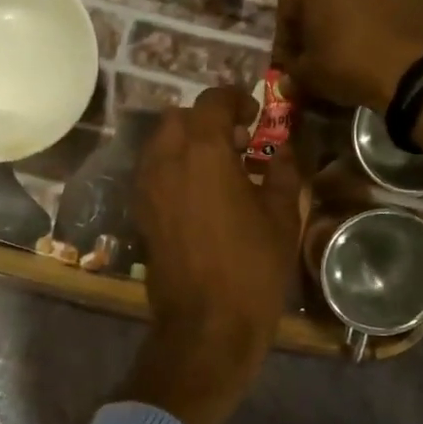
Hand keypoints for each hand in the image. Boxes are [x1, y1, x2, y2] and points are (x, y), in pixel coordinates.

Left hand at [127, 86, 302, 423]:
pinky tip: (200, 193)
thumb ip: (282, 172)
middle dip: (207, 120)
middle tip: (237, 143)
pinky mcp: (140, 212)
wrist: (207, 324)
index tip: (254, 116)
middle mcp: (167, 160)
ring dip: (187, 142)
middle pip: (179, 118)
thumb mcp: (281, 217)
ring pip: (161, 143)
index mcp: (203, 152)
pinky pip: (153, 171)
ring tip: (218, 168)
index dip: (235, 99)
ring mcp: (147, 187)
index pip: (212, 101)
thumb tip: (282, 151)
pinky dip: (174, 167)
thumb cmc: (252, 268)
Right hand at [275, 0, 422, 111]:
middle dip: (325, 12)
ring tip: (362, 42)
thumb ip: (295, 68)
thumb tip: (294, 76)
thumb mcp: (308, 74)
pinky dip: (391, 10)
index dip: (289, 37)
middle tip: (326, 48)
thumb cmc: (351, 60)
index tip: (293, 62)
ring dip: (360, 6)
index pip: (290, 2)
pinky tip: (391, 39)